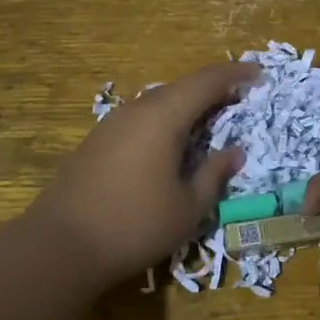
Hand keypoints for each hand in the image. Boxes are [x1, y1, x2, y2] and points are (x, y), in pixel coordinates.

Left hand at [30, 62, 256, 285]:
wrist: (60, 246)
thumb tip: (235, 152)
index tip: (259, 74)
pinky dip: (163, 122)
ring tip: (208, 121)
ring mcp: (111, 125)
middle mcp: (136, 110)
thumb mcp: (188, 207)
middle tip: (238, 99)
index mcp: (163, 117)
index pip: (206, 81)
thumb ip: (214, 174)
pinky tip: (169, 144)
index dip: (235, 74)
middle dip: (212, 89)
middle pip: (180, 88)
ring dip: (186, 106)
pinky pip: (139, 119)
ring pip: (157, 103)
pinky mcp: (95, 142)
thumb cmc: (135, 225)